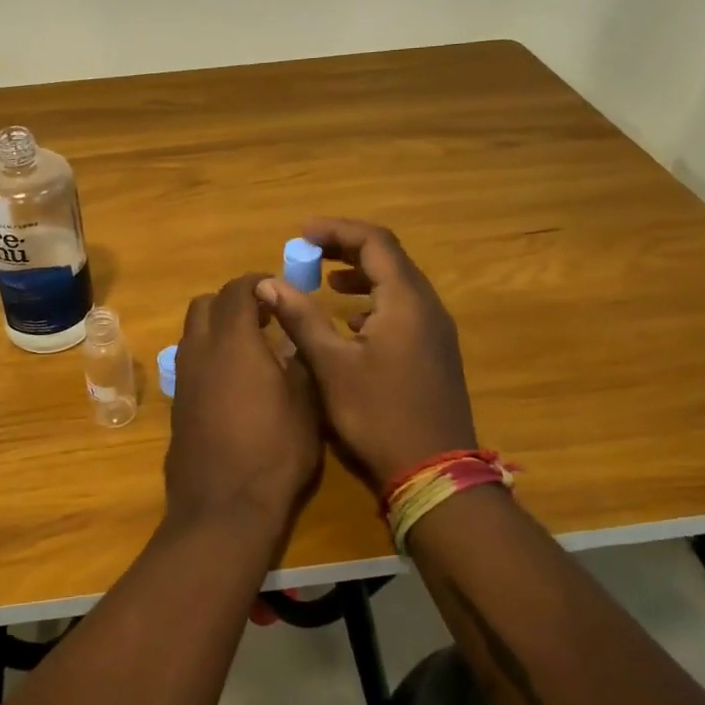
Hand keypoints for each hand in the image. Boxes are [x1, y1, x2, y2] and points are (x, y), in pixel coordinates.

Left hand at [166, 272, 321, 538]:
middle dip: (233, 301)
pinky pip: (190, 361)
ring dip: (218, 328)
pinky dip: (209, 355)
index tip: (279, 291)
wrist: (223, 507)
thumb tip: (293, 340)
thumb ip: (298, 362)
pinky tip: (234, 382)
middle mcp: (200, 351)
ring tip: (251, 349)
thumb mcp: (305, 405)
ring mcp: (183, 378)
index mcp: (233, 341)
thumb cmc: (274, 453)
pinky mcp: (177, 403)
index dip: (258, 283)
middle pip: (205, 304)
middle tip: (264, 317)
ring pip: (193, 332)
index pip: (237, 289)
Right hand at [259, 219, 478, 492]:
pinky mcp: (435, 353)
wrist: (434, 474)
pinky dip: (375, 302)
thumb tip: (269, 283)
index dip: (336, 231)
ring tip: (326, 283)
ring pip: (398, 284)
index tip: (301, 234)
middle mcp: (427, 307)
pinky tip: (352, 324)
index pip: (375, 241)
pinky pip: (404, 309)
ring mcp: (436, 331)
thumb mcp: (332, 366)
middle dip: (346, 249)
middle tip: (308, 253)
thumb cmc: (379, 416)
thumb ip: (301, 318)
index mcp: (406, 301)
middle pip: (389, 258)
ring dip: (362, 275)